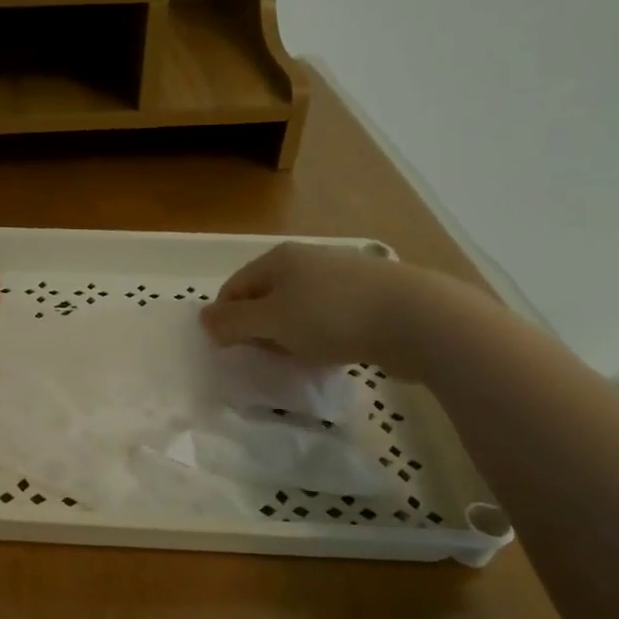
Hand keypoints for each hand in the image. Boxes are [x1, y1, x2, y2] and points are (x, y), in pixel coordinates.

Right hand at [200, 242, 468, 381]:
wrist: (415, 318)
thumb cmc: (331, 316)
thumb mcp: (271, 321)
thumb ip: (233, 322)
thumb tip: (204, 318)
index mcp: (278, 259)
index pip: (234, 288)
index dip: (225, 319)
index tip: (229, 350)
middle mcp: (307, 260)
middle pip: (266, 296)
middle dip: (258, 328)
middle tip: (263, 358)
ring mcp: (341, 275)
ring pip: (299, 308)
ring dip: (290, 334)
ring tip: (297, 359)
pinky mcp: (368, 296)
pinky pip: (328, 317)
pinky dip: (320, 335)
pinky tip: (329, 353)